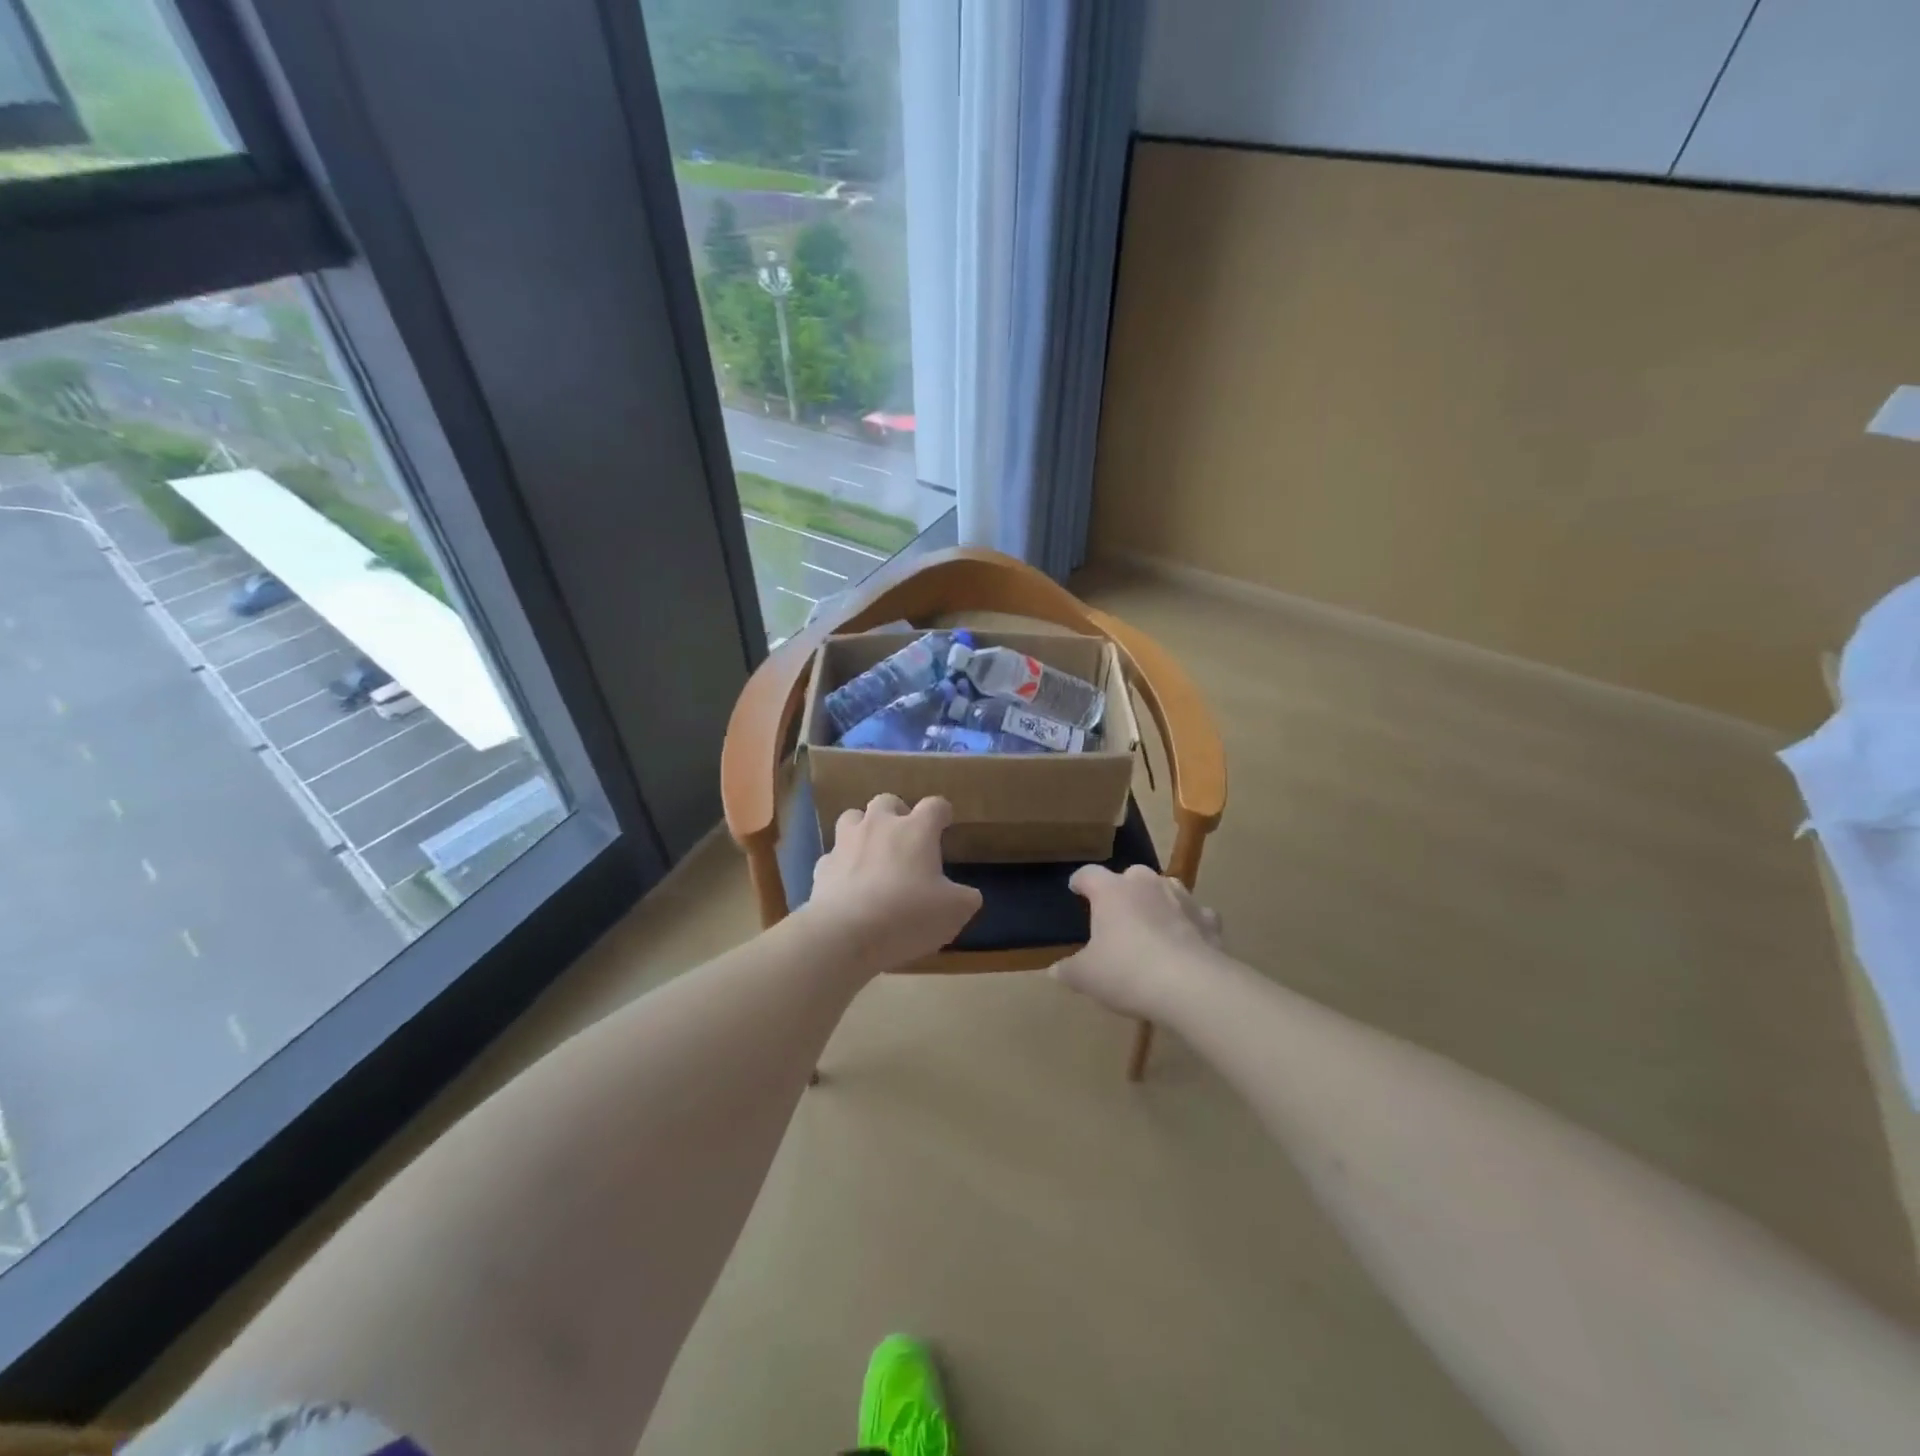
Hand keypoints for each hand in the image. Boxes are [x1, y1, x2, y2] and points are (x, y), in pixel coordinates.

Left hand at [803, 794, 982, 971]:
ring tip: (872, 849)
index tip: (945, 821)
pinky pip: (833, 856)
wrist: (846, 934)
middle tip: (905, 834)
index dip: (942, 812)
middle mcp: (879, 826)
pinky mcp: (822, 866)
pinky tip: (848, 883)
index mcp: (916, 830)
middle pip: (887, 800)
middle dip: (897, 812)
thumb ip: (965, 897)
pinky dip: (842, 864)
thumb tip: (966, 895)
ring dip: (863, 827)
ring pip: (852, 816)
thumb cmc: (909, 915)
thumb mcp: (954, 911)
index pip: (934, 805)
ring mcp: (846, 843)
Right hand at [1050, 864, 1223, 1020]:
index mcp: (1111, 891)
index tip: (1075, 889)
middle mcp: (1145, 884)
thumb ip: (1069, 970)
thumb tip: (1054, 971)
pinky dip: (1189, 923)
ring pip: (1164, 888)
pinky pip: (1195, 914)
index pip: (1088, 874)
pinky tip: (1186, 940)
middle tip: (1116, 915)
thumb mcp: (1087, 977)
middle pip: (1129, 876)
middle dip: (1122, 891)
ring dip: (1156, 901)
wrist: (1191, 985)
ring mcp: (1181, 897)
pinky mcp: (1208, 919)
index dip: (1080, 881)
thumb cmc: (1127, 972)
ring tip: (1151, 923)